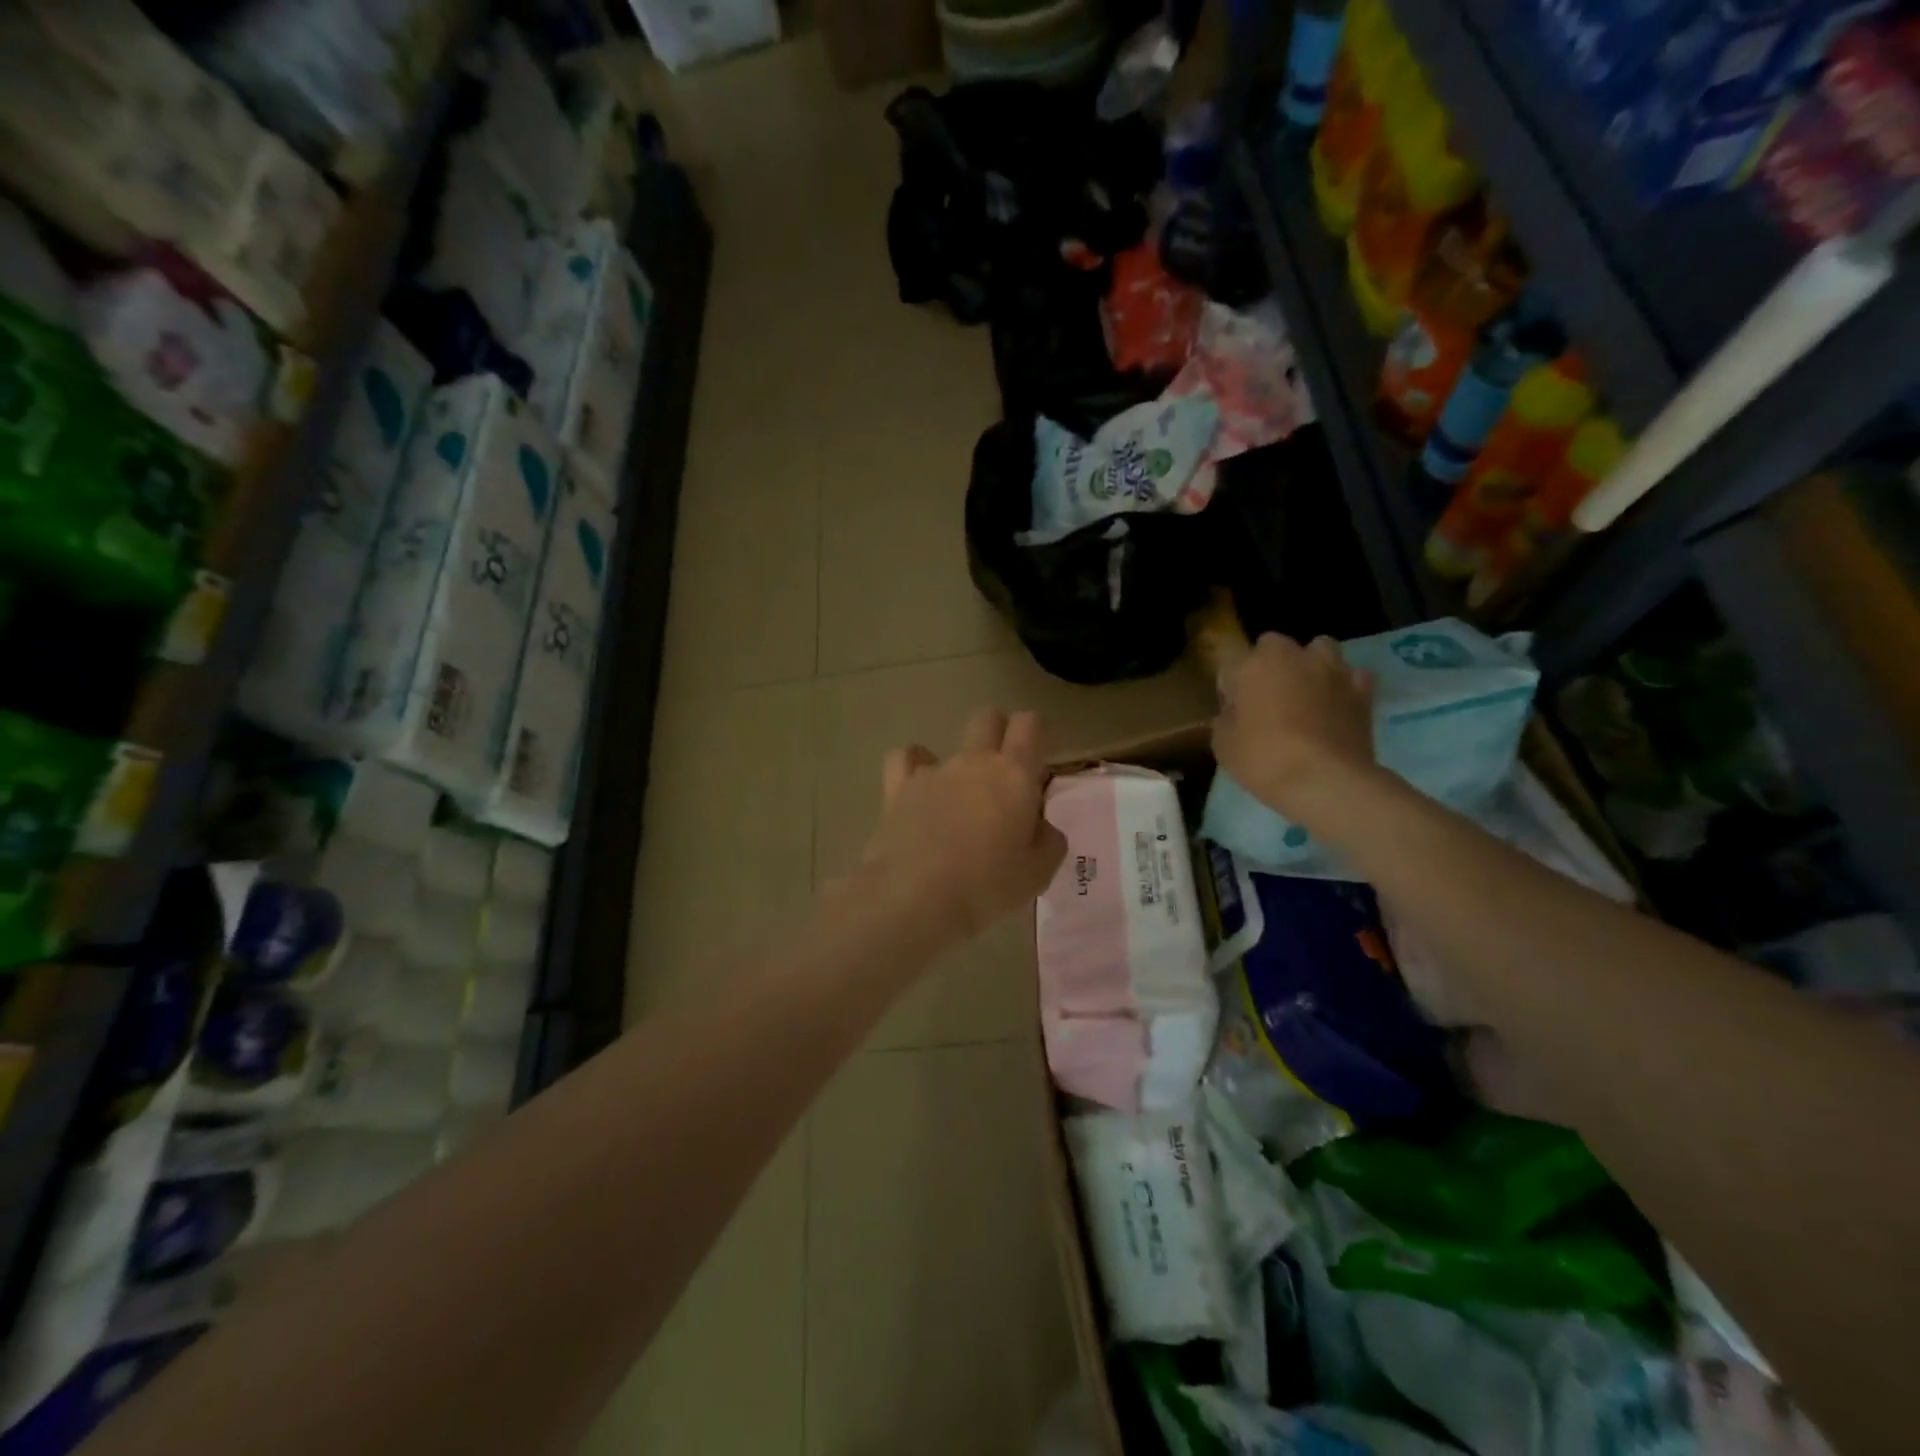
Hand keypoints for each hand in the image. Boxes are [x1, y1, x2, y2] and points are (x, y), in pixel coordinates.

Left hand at [862, 708, 1067, 942]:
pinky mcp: (898, 787)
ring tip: (958, 797)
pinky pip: (905, 759)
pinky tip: (917, 789)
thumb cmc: (987, 886)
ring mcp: (933, 771)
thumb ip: (1048, 839)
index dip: (1035, 734)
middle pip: (988, 718)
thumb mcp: (1038, 872)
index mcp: (1015, 774)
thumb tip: (1039, 825)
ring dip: (958, 762)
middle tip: (1003, 774)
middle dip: (999, 733)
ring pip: (948, 743)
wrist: (915, 896)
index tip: (1036, 765)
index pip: (1029, 724)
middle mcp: (974, 761)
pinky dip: (913, 767)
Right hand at [1212, 633, 1377, 821]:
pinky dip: (1346, 685)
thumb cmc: (1263, 760)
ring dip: (1310, 664)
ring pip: (1320, 648)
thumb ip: (1227, 718)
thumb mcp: (1223, 744)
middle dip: (1269, 664)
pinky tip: (1338, 704)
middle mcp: (1292, 657)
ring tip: (1306, 692)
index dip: (1230, 688)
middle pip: (1274, 645)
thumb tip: (1236, 712)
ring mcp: (1331, 671)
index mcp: (1252, 666)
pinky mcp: (1362, 691)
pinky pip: (1354, 676)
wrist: (1324, 781)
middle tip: (1268, 697)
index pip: (1231, 665)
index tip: (1232, 711)